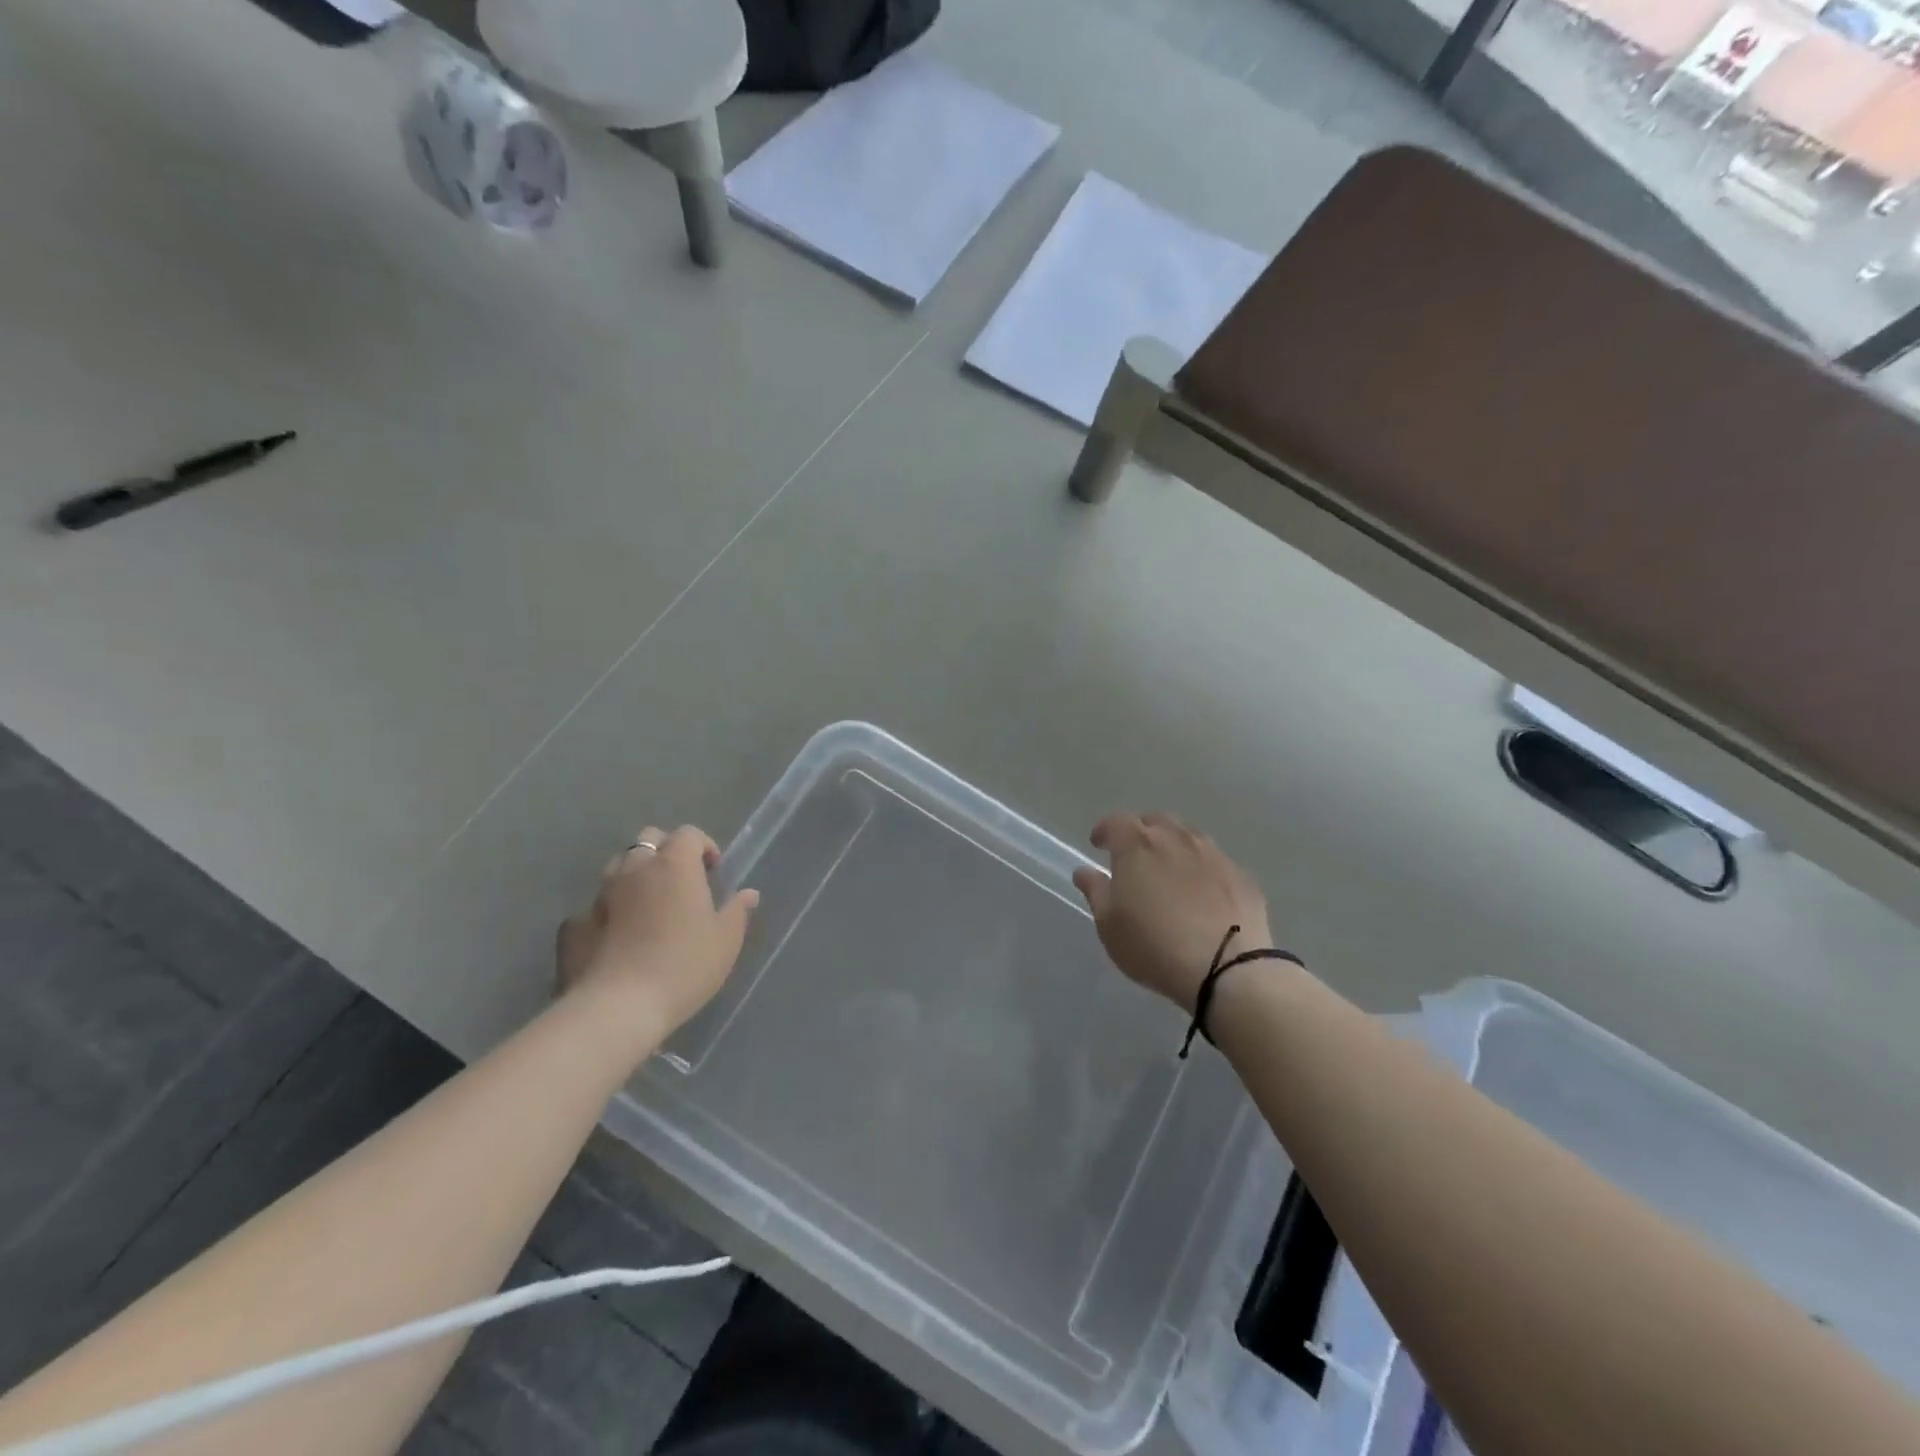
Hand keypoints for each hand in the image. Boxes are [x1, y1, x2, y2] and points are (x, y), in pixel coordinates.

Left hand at [556, 824, 758, 1038]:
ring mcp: (600, 894)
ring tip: (650, 906)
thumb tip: (748, 894)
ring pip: (618, 867)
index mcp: (674, 865)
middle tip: (682, 881)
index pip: (688, 834)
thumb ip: (737, 912)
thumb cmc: (684, 966)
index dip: (703, 846)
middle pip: (648, 839)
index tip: (713, 871)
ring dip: (636, 875)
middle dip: (666, 851)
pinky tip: (617, 936)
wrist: (618, 1007)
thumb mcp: (725, 941)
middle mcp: (635, 869)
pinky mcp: (574, 924)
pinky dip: (609, 910)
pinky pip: (594, 905)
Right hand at [1071, 812, 1270, 1012]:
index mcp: (1138, 845)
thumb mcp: (1110, 925)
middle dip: (1142, 832)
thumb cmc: (1153, 945)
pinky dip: (1203, 869)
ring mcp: (1213, 855)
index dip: (1105, 830)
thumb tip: (1084, 871)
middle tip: (1135, 855)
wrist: (1227, 968)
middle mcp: (1176, 839)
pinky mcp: (1241, 876)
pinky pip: (1215, 862)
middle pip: (1156, 821)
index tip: (1098, 844)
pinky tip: (1203, 893)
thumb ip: (1095, 891)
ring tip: (1170, 871)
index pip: (1116, 821)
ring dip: (1175, 846)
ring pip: (1189, 837)